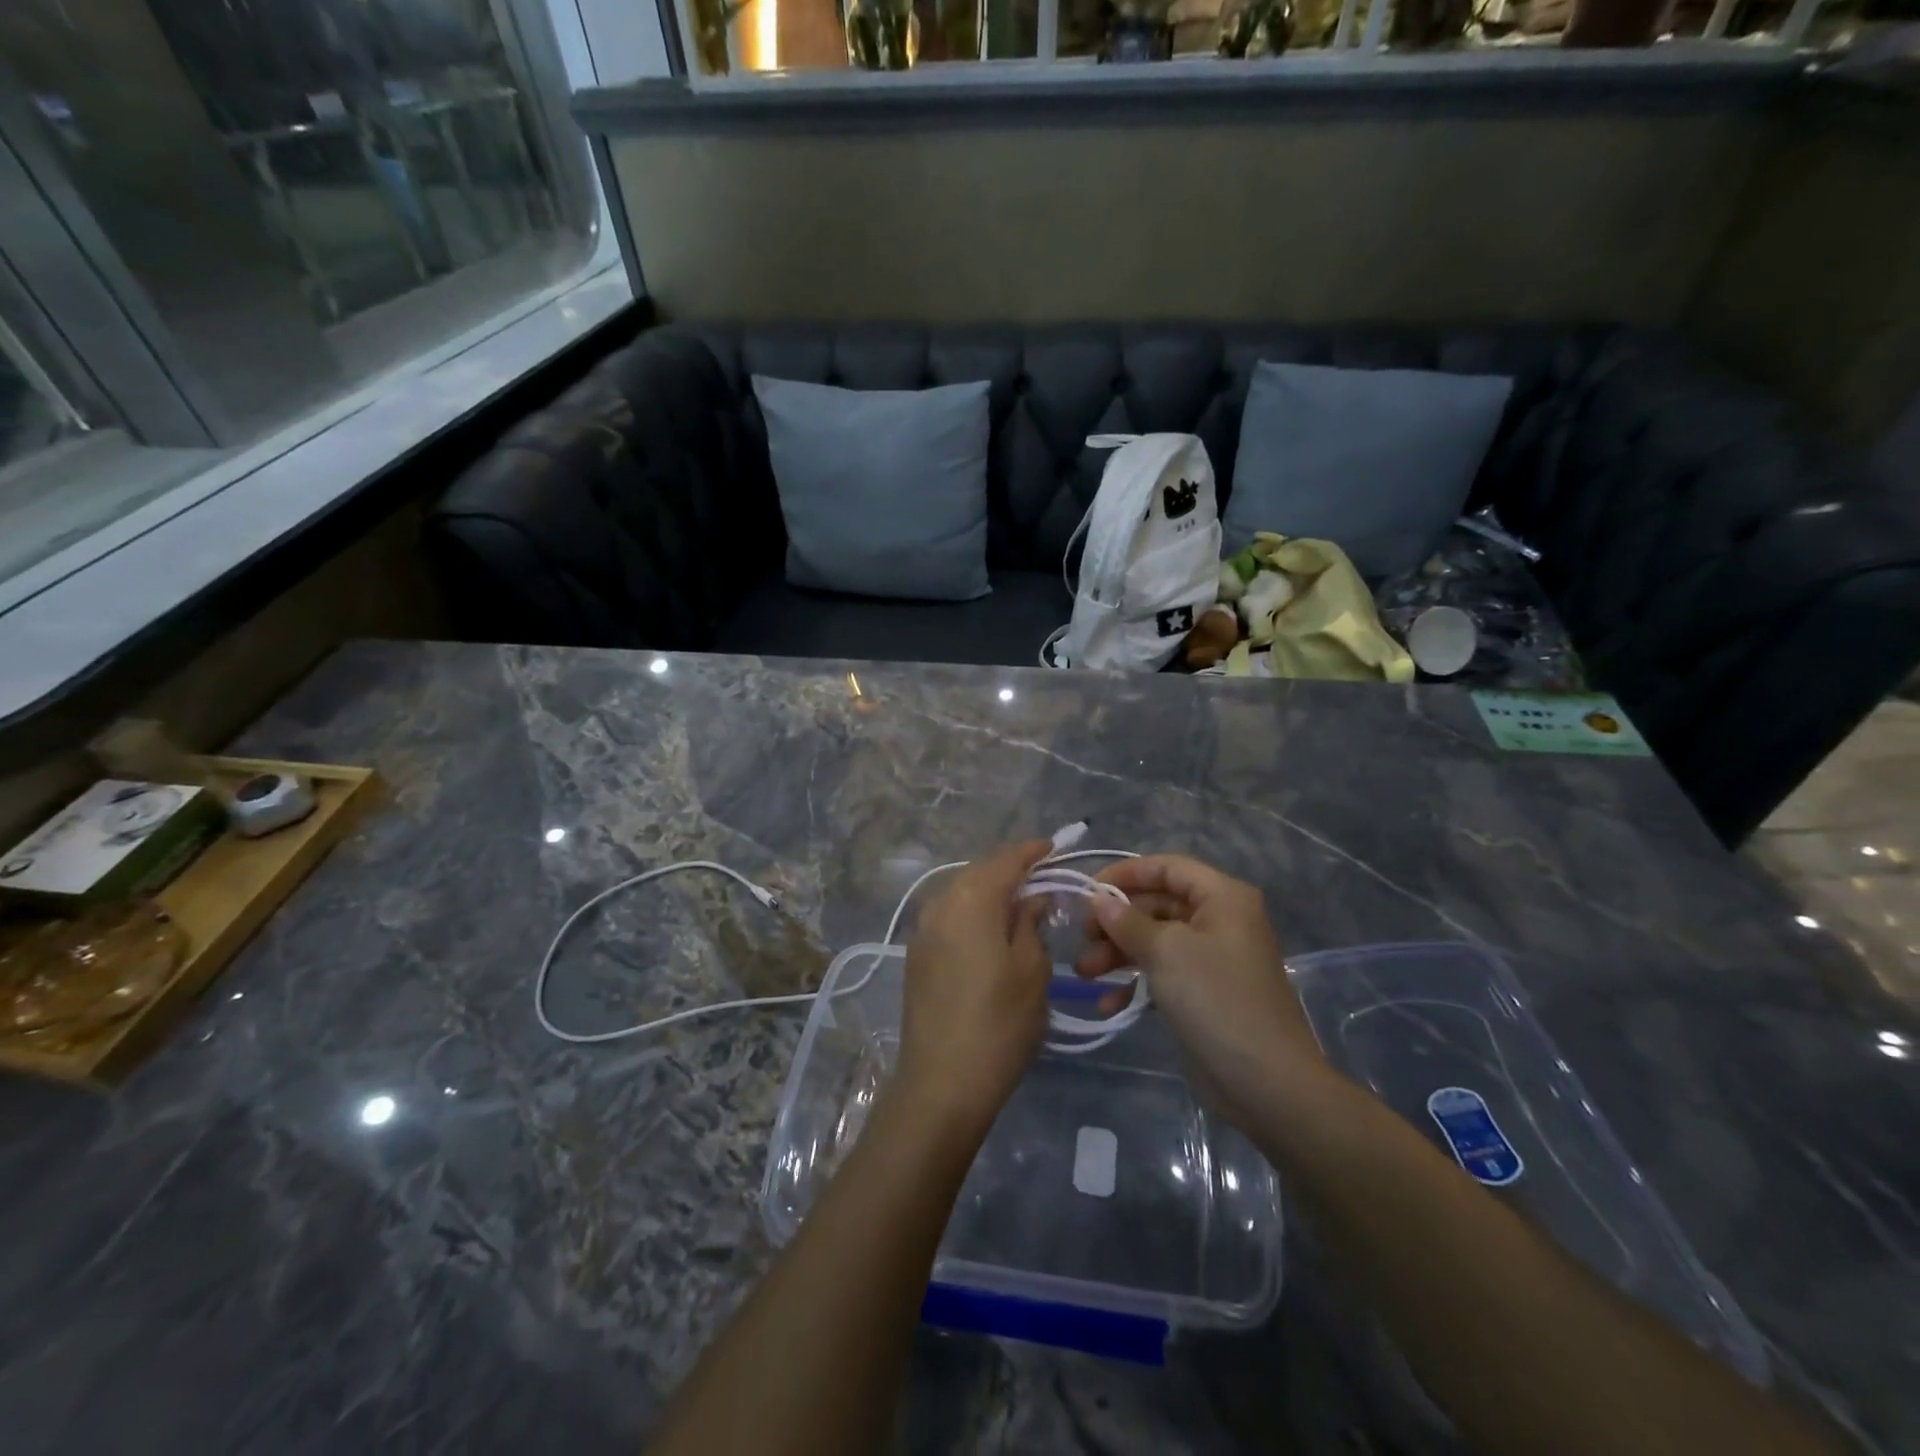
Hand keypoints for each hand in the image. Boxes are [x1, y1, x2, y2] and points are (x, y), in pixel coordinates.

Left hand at [894, 840, 1052, 1134]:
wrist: (941, 1083)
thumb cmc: (999, 1024)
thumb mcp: (1031, 970)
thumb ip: (1031, 923)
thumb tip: (1032, 897)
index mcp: (970, 900)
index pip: (1004, 861)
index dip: (1031, 852)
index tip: (1054, 846)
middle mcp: (940, 904)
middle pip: (979, 872)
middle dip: (1010, 868)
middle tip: (1042, 874)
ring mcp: (923, 930)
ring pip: (961, 892)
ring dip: (990, 890)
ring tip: (1020, 900)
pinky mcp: (917, 955)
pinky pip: (949, 915)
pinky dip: (973, 911)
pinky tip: (991, 927)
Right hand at [1076, 855, 1330, 1130]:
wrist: (1266, 1083)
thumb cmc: (1217, 1000)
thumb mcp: (1167, 952)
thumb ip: (1128, 921)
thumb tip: (1099, 899)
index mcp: (1223, 898)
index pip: (1167, 867)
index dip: (1126, 874)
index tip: (1088, 892)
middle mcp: (1219, 921)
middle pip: (1157, 904)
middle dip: (1116, 921)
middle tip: (1082, 939)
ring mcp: (1211, 959)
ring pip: (1154, 941)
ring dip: (1118, 953)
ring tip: (1084, 973)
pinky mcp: (1202, 994)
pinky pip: (1161, 974)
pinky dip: (1134, 983)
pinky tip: (1108, 1003)